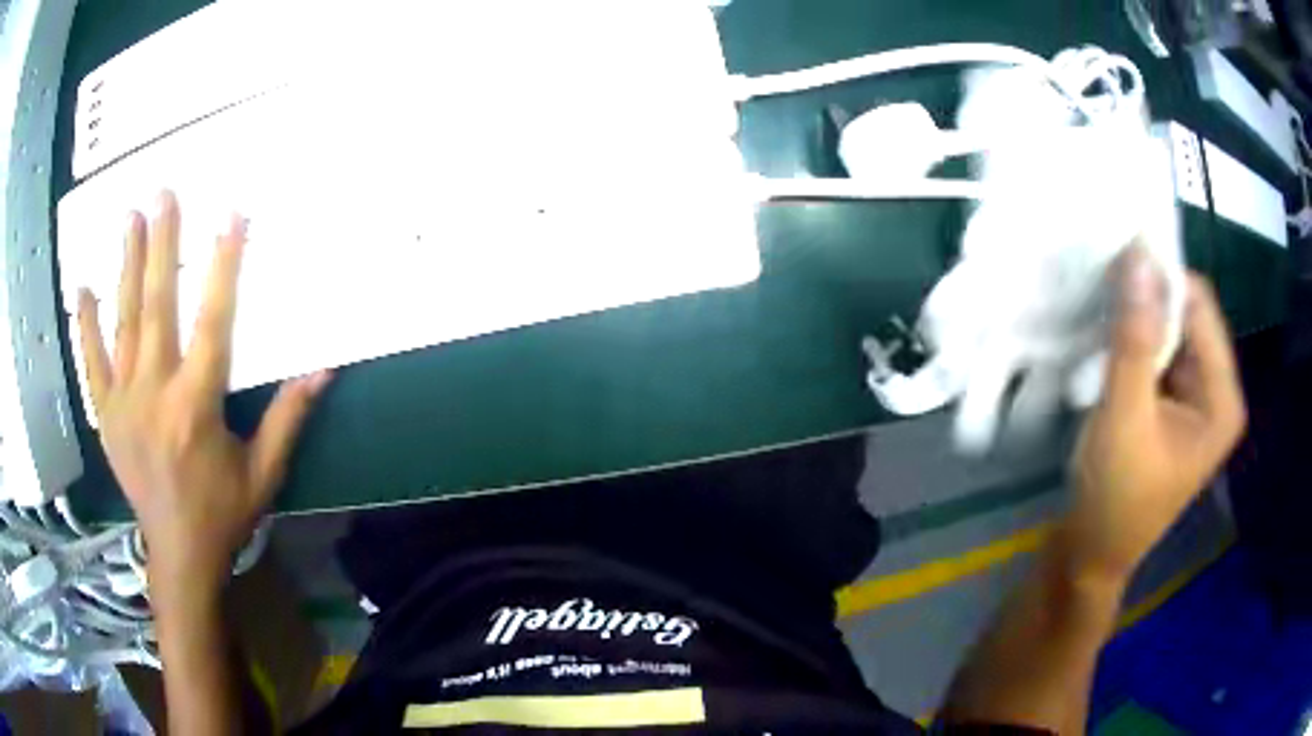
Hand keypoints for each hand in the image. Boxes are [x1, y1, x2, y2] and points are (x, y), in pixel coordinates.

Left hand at [77, 191, 330, 592]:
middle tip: (165, 194)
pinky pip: (92, 364)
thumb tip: (323, 369)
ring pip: (123, 323)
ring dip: (126, 266)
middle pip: (157, 306)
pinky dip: (86, 325)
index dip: (223, 265)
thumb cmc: (223, 514)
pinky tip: (83, 289)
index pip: (213, 321)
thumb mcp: (263, 472)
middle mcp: (155, 393)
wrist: (178, 555)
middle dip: (162, 244)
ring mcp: (124, 403)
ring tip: (130, 218)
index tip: (231, 216)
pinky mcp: (106, 416)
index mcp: (196, 406)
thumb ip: (287, 417)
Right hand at [1066, 248, 1244, 585]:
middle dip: (1148, 299)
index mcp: (1222, 399)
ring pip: (1170, 332)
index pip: (1200, 307)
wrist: (1089, 557)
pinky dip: (1133, 340)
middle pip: (1188, 317)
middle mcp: (1216, 392)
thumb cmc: (1113, 500)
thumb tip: (1137, 254)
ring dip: (1137, 319)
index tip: (1115, 262)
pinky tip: (1107, 340)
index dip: (1161, 279)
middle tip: (1102, 286)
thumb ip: (1134, 336)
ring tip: (1100, 311)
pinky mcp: (1173, 406)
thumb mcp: (1124, 417)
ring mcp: (1195, 400)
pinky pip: (1158, 353)